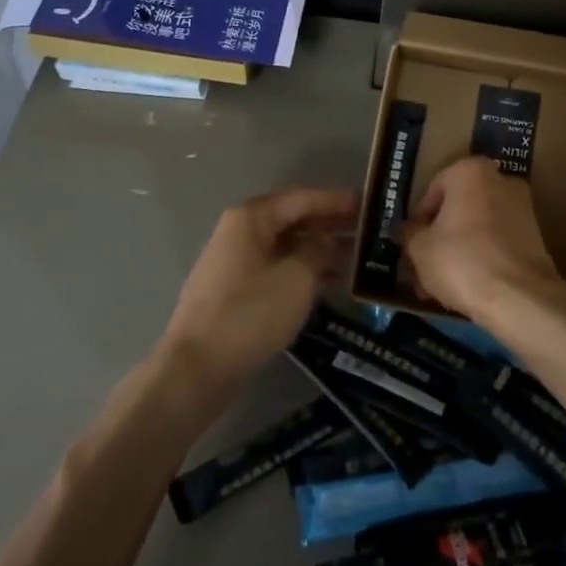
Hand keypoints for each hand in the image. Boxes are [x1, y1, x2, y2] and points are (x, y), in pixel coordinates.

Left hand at [159, 187, 357, 394]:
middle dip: (329, 225)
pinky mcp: (234, 292)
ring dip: (318, 251)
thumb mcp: (298, 277)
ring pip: (285, 247)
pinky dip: (302, 271)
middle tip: (367, 233)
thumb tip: (327, 241)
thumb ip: (319, 250)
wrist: (198, 367)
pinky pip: (275, 269)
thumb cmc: (251, 313)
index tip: (367, 204)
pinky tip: (328, 284)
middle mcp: (239, 233)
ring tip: (356, 260)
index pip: (301, 198)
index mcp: (251, 218)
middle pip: (292, 220)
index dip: (336, 201)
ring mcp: (234, 263)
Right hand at [404, 157, 565, 342]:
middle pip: (457, 210)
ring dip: (457, 252)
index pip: (432, 192)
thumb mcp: (419, 248)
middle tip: (421, 268)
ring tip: (439, 287)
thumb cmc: (461, 261)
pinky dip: (480, 260)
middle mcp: (500, 180)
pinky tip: (465, 288)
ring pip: (476, 229)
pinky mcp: (535, 237)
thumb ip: (409, 232)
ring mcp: (522, 209)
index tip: (411, 246)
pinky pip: (496, 244)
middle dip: (438, 239)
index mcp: (470, 171)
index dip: (417, 222)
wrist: (520, 298)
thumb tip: (408, 230)